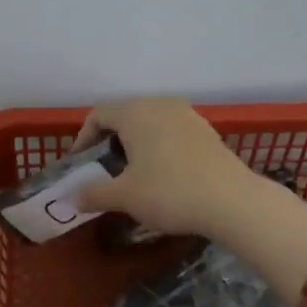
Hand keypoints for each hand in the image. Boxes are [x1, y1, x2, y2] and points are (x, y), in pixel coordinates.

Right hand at [78, 97, 306, 306]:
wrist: (232, 201)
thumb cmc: (169, 192)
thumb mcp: (124, 197)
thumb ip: (94, 194)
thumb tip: (74, 198)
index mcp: (136, 112)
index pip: (99, 115)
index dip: (82, 139)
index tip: (80, 164)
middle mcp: (161, 105)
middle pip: (125, 116)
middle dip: (109, 141)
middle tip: (103, 169)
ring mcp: (188, 116)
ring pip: (150, 124)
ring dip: (135, 145)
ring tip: (132, 173)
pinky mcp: (207, 132)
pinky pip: (171, 133)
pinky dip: (158, 148)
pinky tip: (162, 175)